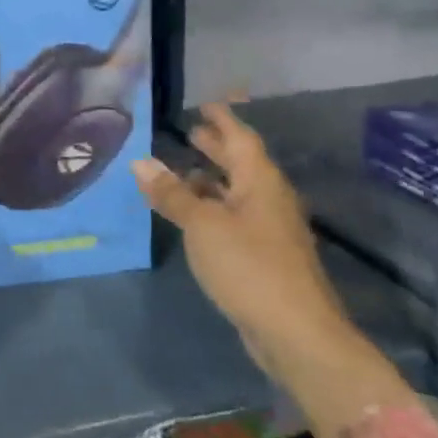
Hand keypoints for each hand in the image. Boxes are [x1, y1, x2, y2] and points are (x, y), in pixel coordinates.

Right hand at [131, 102, 418, 437]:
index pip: (240, 138)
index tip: (204, 103)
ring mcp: (269, 231)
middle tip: (191, 132)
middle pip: (242, 165)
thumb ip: (172, 194)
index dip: (222, 120)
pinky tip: (192, 217)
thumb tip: (140, 162)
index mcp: (260, 183)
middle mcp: (268, 200)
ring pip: (237, 194)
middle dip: (217, 148)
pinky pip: (234, 219)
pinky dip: (212, 209)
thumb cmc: (249, 266)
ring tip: (182, 171)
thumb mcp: (202, 225)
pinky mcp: (264, 258)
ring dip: (211, 180)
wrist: (297, 334)